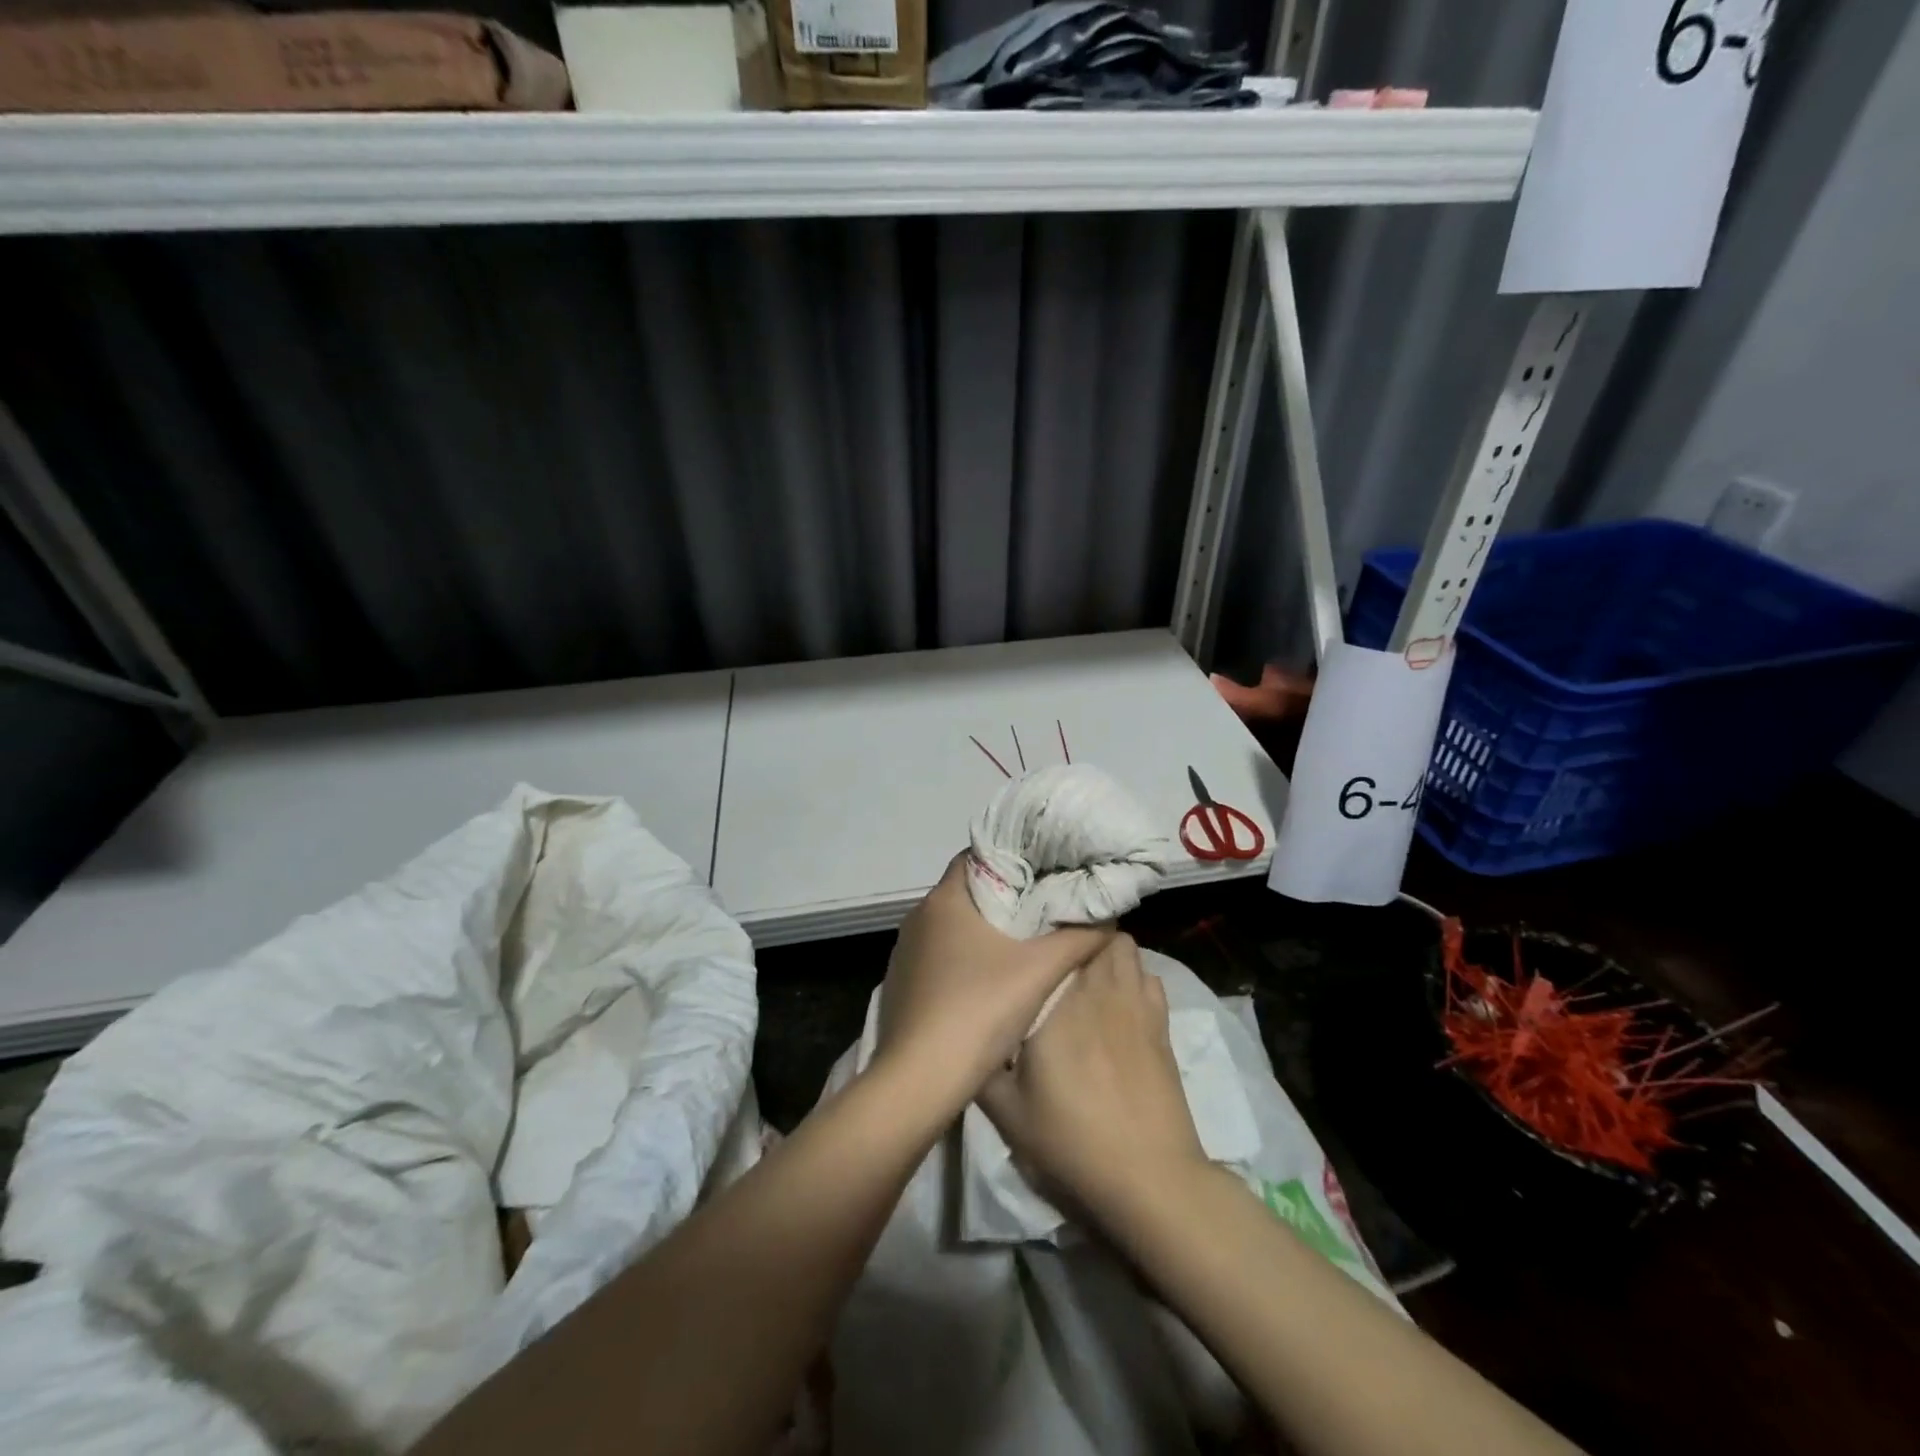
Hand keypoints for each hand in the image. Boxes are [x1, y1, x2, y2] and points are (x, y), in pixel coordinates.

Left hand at [874, 855, 1112, 1115]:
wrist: (919, 1080)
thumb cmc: (978, 1010)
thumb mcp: (1040, 972)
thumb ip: (1078, 938)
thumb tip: (1109, 917)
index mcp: (943, 900)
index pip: (978, 857)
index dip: (1013, 859)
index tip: (1045, 869)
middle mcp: (918, 918)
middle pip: (968, 893)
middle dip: (1006, 897)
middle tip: (1047, 905)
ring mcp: (906, 954)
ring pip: (954, 927)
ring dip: (986, 932)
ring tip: (1026, 942)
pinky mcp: (902, 985)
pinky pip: (940, 958)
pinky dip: (966, 959)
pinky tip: (991, 982)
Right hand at [978, 933, 1208, 1221]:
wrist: (1148, 1177)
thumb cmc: (1071, 1138)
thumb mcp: (1007, 1110)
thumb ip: (981, 1066)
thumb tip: (968, 1034)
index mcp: (1060, 999)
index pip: (1059, 937)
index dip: (1046, 931)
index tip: (1029, 937)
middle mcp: (1101, 987)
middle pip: (1100, 932)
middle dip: (1079, 936)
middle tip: (1054, 952)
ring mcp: (1138, 1004)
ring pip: (1128, 950)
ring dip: (1108, 952)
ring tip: (1086, 971)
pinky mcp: (1163, 1026)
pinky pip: (1150, 979)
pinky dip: (1135, 978)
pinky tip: (1119, 1003)